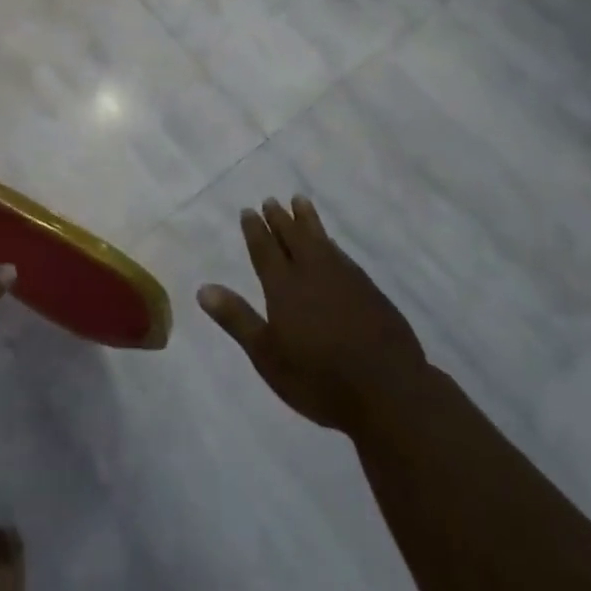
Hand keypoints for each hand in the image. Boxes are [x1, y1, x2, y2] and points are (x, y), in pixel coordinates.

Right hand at [199, 196, 428, 436]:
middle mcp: (312, 272)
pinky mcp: (368, 289)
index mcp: (284, 287)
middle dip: (280, 219)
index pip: (265, 250)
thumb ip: (237, 319)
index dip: (255, 230)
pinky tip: (331, 244)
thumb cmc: (318, 378)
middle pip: (293, 237)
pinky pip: (342, 254)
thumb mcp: (267, 355)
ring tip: (300, 202)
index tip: (249, 211)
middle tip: (272, 200)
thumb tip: (203, 289)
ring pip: (320, 239)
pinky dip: (331, 243)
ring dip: (308, 220)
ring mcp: (344, 278)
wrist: (387, 390)